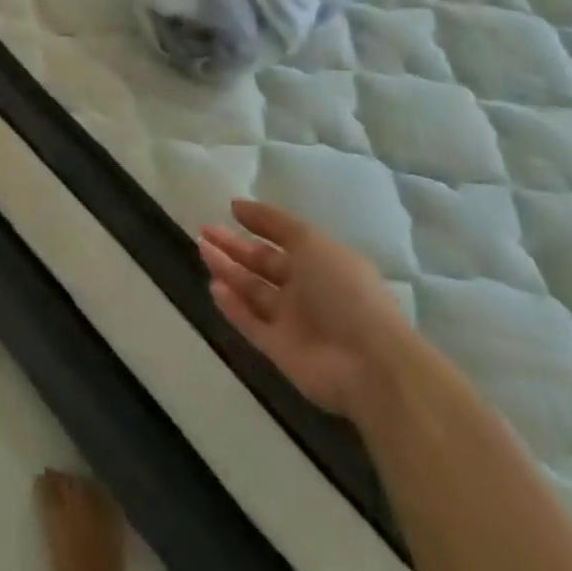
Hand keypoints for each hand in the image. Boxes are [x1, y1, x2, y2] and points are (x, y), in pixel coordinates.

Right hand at [198, 198, 413, 416]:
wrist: (369, 365)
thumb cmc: (344, 291)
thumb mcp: (312, 242)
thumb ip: (273, 222)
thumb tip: (237, 205)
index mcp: (323, 264)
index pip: (285, 240)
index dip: (259, 225)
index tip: (231, 211)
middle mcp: (308, 291)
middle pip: (264, 265)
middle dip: (234, 247)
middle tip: (204, 231)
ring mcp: (294, 322)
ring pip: (253, 292)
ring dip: (228, 271)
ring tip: (202, 250)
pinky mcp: (280, 350)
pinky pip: (251, 323)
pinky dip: (232, 307)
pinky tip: (214, 287)